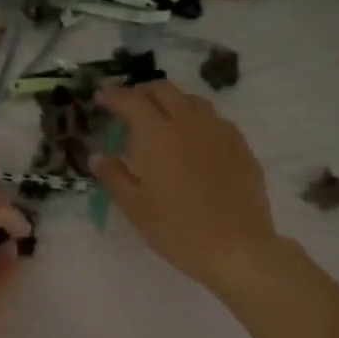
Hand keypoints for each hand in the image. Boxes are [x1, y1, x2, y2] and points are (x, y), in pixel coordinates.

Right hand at [94, 81, 281, 290]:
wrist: (236, 247)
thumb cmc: (177, 230)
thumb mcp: (136, 208)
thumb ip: (114, 177)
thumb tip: (98, 157)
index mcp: (157, 134)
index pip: (131, 101)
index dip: (113, 96)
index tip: (101, 98)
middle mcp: (188, 122)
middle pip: (163, 90)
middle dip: (142, 92)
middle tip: (129, 106)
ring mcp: (219, 131)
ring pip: (192, 100)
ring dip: (171, 101)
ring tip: (161, 119)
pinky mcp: (240, 145)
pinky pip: (214, 119)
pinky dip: (196, 119)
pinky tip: (193, 140)